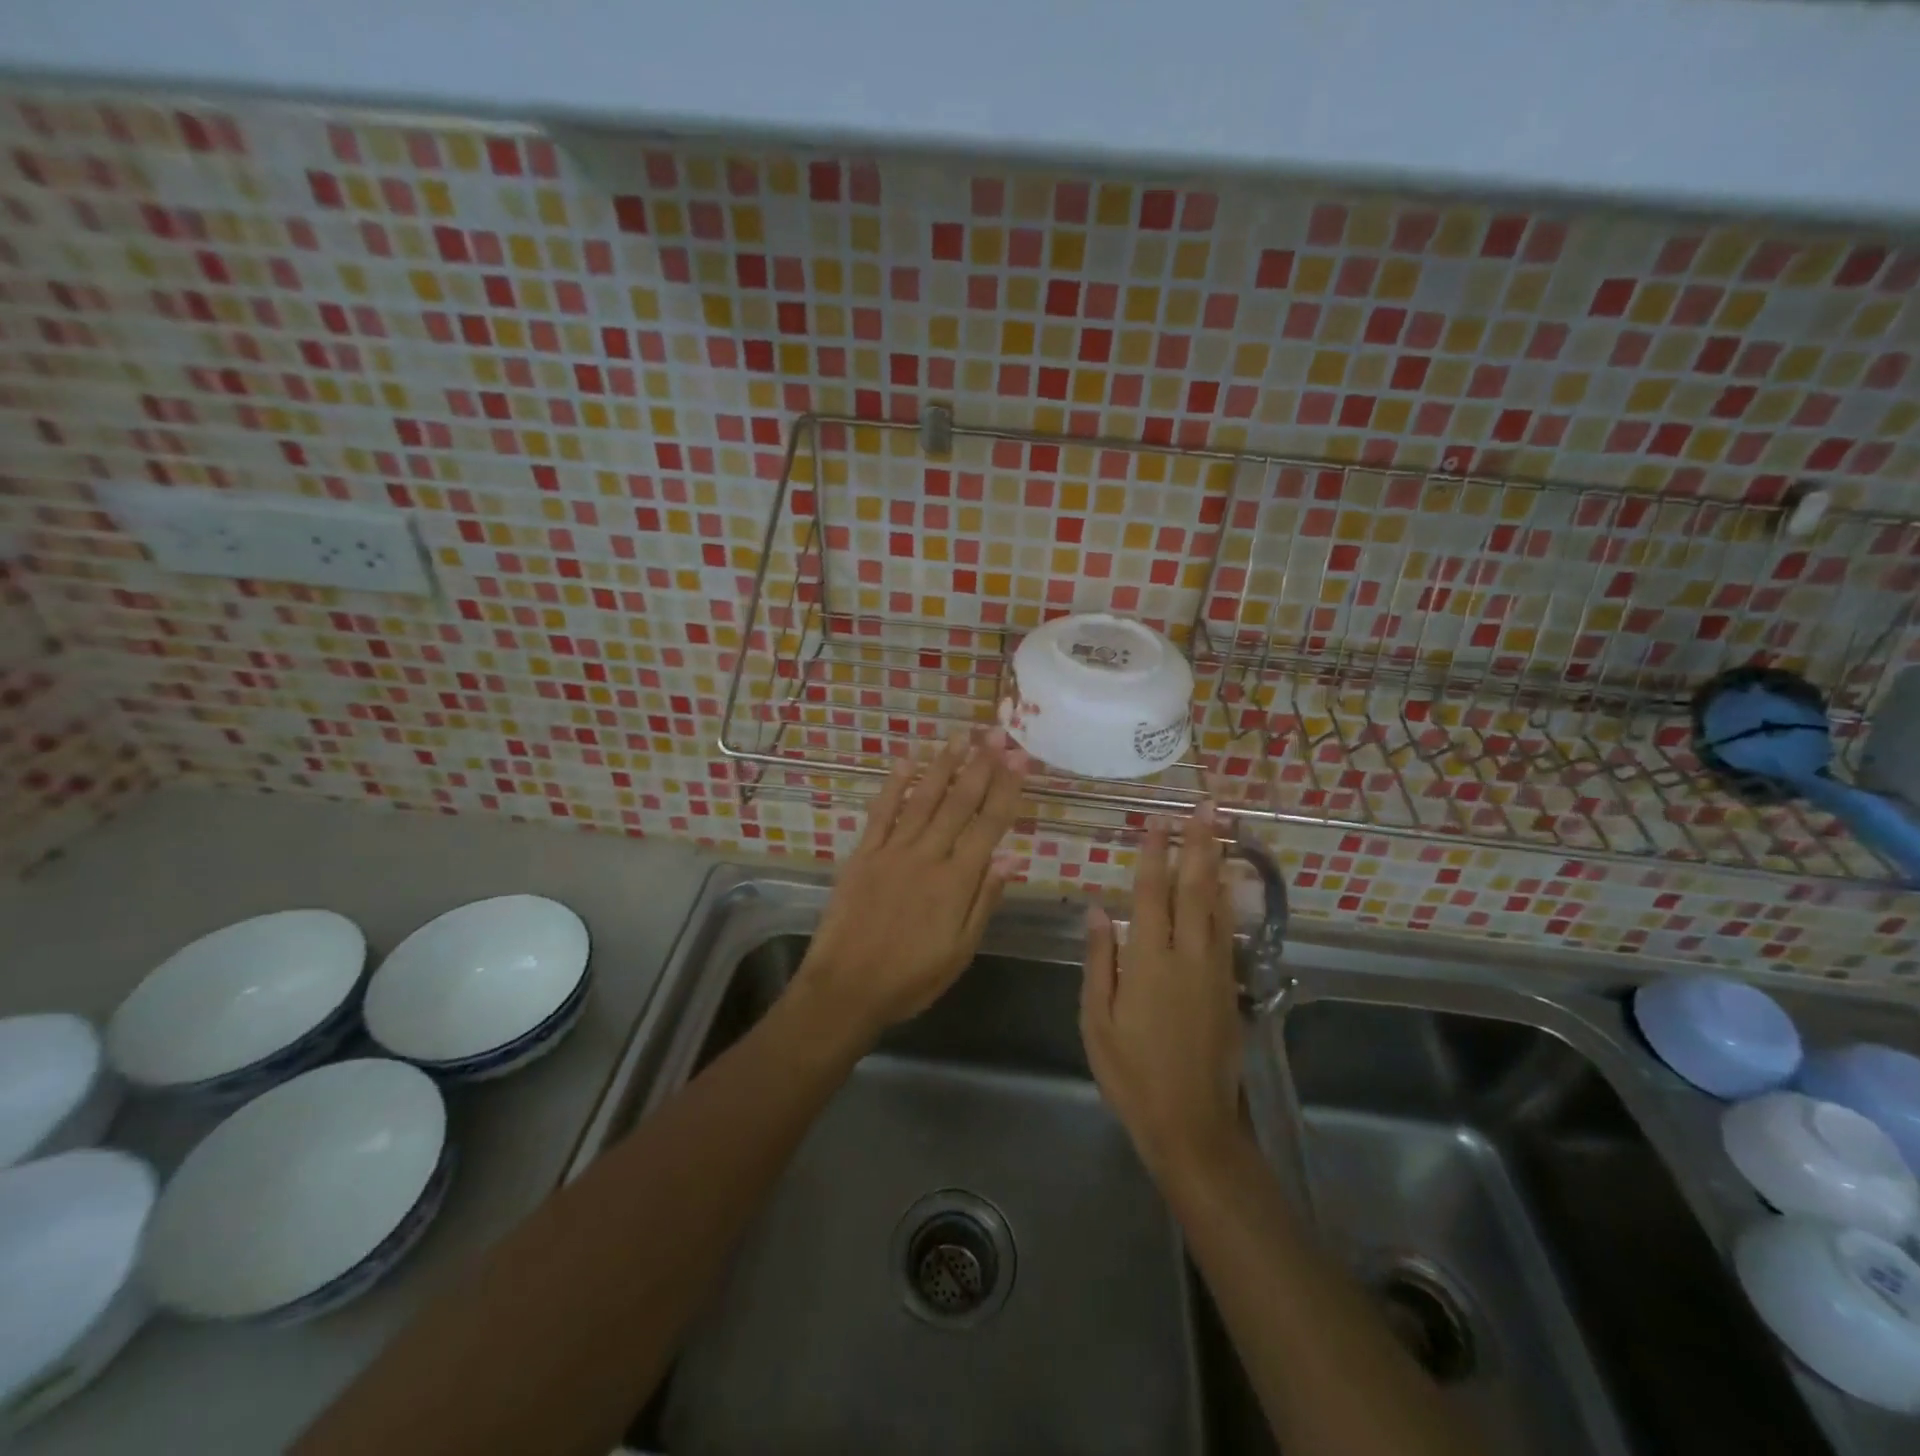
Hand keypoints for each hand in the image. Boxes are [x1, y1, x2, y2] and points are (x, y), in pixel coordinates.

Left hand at [792, 730, 1028, 1042]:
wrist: (846, 989)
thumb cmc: (910, 978)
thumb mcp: (960, 951)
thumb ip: (984, 901)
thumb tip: (1011, 858)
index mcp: (956, 881)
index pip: (988, 825)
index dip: (1006, 789)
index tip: (1019, 758)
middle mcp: (927, 856)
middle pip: (958, 802)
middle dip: (981, 765)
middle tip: (996, 732)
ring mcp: (892, 851)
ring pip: (922, 799)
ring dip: (943, 765)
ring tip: (960, 736)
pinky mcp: (863, 854)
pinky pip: (881, 813)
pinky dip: (894, 786)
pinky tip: (906, 762)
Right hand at [1081, 803, 1245, 1179]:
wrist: (1192, 1123)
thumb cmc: (1131, 1072)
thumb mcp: (1097, 1019)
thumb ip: (1100, 960)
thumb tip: (1098, 909)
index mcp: (1148, 960)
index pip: (1151, 893)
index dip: (1154, 853)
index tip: (1157, 819)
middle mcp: (1187, 955)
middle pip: (1194, 888)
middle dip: (1198, 844)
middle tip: (1205, 806)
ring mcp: (1214, 971)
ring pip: (1218, 905)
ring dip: (1218, 864)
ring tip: (1222, 831)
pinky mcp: (1230, 988)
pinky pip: (1227, 932)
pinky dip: (1229, 901)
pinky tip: (1228, 886)